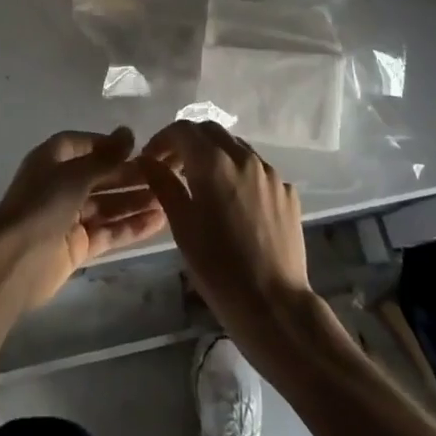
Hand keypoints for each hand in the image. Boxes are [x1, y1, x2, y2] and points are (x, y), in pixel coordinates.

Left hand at [0, 127, 167, 312]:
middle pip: (101, 176)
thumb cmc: (43, 204)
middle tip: (166, 175)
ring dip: (136, 202)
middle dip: (131, 176)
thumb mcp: (75, 174)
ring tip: (169, 199)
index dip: (110, 146)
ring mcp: (70, 217)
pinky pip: (109, 231)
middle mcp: (61, 185)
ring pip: (108, 205)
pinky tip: (159, 222)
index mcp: (53, 159)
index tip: (140, 149)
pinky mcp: (78, 246)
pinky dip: (131, 227)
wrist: (16, 261)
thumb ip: (105, 157)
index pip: (85, 145)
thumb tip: (128, 133)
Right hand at [138, 121, 315, 354]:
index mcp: (213, 162)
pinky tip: (234, 203)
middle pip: (210, 131)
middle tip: (173, 167)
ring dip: (215, 155)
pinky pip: (257, 170)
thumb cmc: (219, 269)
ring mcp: (270, 173)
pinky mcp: (287, 192)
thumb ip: (163, 185)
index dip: (162, 139)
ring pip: (236, 147)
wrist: (275, 306)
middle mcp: (244, 157)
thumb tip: (147, 161)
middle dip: (188, 142)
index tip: (151, 159)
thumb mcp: (182, 226)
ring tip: (203, 184)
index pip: (182, 130)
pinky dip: (239, 174)